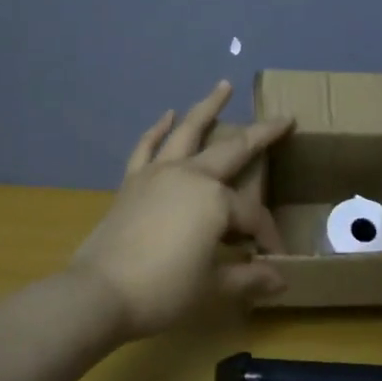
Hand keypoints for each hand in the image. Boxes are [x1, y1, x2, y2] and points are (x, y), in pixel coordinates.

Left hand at [71, 80, 293, 338]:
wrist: (99, 293)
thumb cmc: (163, 291)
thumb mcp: (212, 287)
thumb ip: (249, 278)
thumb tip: (282, 279)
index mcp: (216, 201)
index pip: (253, 216)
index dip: (267, 235)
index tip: (275, 257)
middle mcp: (190, 176)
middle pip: (232, 151)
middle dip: (261, 135)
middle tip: (282, 119)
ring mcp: (158, 174)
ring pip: (188, 132)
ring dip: (208, 108)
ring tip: (223, 87)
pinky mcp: (133, 181)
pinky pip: (148, 147)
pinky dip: (158, 130)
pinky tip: (167, 116)